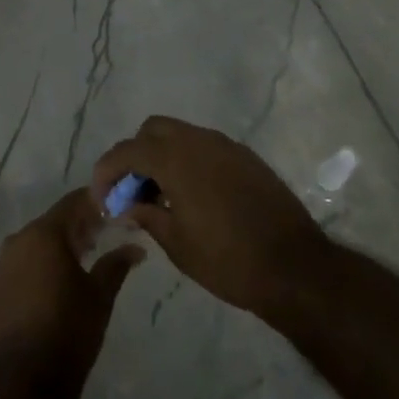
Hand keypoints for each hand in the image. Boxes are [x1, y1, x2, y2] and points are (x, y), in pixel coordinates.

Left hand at [0, 189, 143, 380]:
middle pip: (53, 222)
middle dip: (78, 226)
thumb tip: (136, 248)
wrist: (26, 376)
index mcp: (44, 233)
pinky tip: (58, 280)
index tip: (114, 212)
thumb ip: (116, 264)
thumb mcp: (100, 295)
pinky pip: (23, 262)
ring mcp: (3, 263)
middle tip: (103, 237)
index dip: (94, 204)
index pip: (72, 203)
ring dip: (59, 245)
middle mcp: (19, 239)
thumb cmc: (69, 328)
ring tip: (84, 260)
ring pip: (36, 242)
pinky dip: (41, 263)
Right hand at [91, 116, 328, 319]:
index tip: (102, 198)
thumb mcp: (177, 244)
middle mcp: (200, 142)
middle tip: (132, 191)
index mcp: (176, 159)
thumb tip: (129, 205)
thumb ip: (147, 215)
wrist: (295, 268)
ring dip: (163, 156)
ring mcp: (227, 147)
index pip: (127, 151)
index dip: (106, 172)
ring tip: (161, 196)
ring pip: (181, 135)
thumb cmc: (228, 260)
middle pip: (153, 130)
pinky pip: (206, 148)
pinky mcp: (247, 158)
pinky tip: (193, 196)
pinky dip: (189, 161)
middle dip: (135, 155)